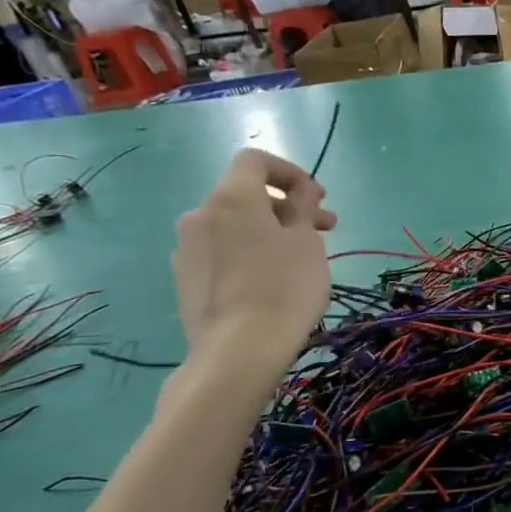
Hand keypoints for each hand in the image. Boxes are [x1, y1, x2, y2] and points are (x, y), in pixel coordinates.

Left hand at [172, 150, 336, 371]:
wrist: (238, 350)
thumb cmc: (284, 287)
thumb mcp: (307, 241)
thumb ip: (303, 206)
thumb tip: (299, 190)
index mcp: (232, 197)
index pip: (255, 161)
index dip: (290, 171)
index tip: (317, 197)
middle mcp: (201, 213)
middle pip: (246, 195)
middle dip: (288, 206)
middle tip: (325, 229)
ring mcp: (187, 247)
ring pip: (235, 225)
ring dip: (270, 230)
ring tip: (301, 258)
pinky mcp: (185, 277)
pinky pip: (223, 250)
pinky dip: (249, 252)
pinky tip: (271, 280)